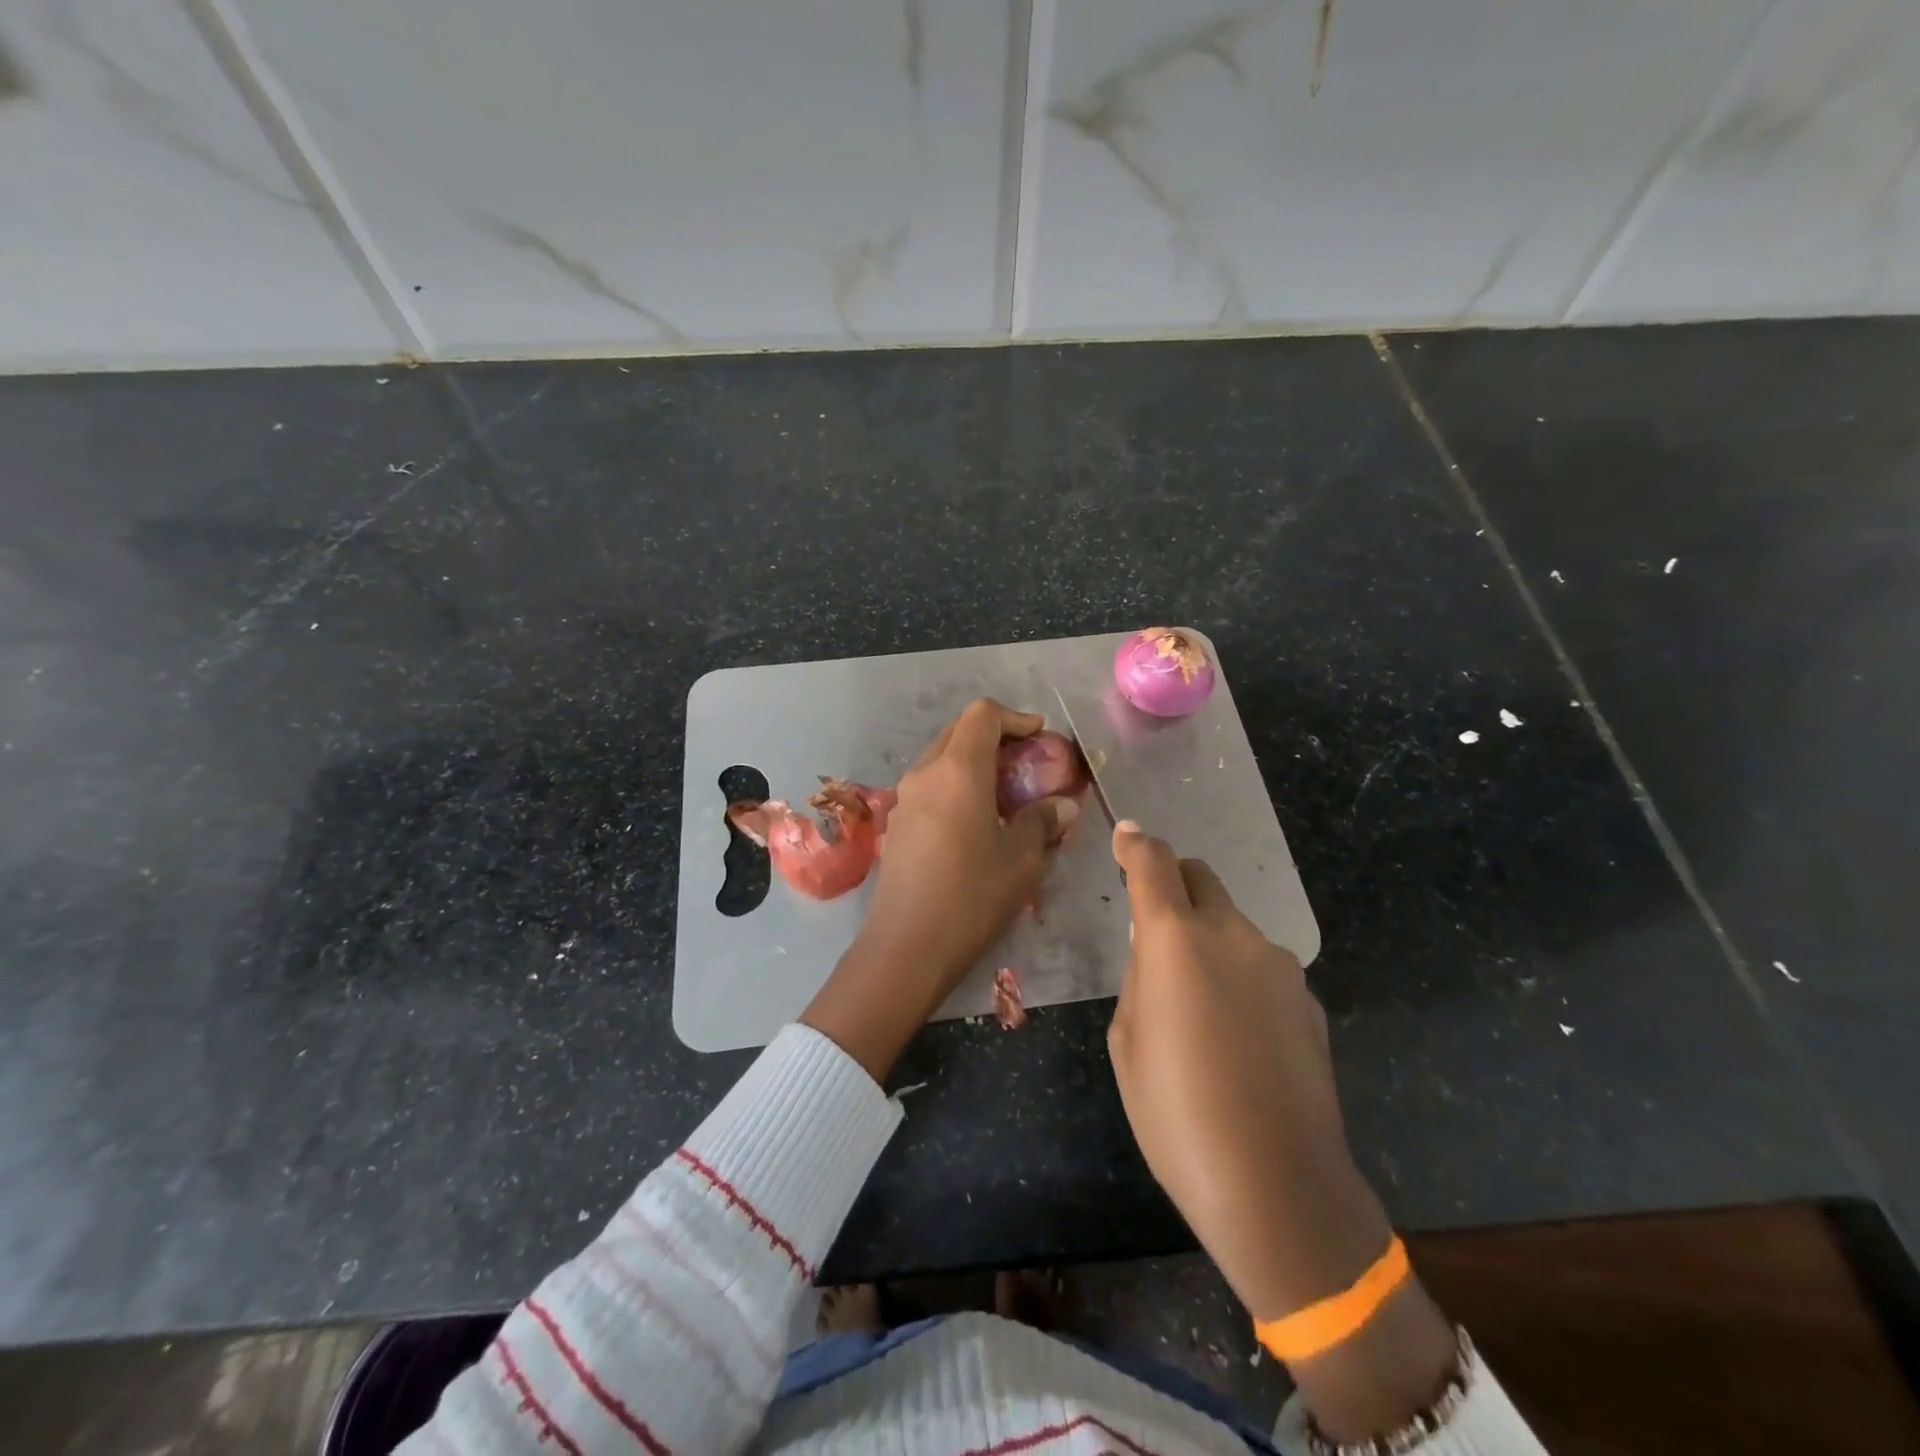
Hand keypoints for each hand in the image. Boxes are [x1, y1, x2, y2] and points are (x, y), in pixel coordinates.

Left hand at [801, 700, 1079, 1081]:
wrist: (906, 947)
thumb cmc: (971, 897)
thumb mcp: (1022, 860)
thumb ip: (1043, 822)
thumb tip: (1062, 805)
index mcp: (958, 770)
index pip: (983, 714)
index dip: (1015, 717)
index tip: (1040, 738)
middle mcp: (925, 773)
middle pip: (959, 731)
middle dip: (995, 737)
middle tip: (1026, 764)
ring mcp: (904, 798)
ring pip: (941, 758)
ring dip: (974, 762)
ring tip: (1005, 795)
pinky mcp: (896, 823)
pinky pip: (930, 786)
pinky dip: (955, 786)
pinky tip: (975, 822)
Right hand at [1108, 822, 1454, 1440]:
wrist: (1278, 1185)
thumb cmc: (1177, 1114)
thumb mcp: (1127, 1042)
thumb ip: (1140, 979)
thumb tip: (1155, 953)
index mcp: (1175, 940)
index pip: (1153, 863)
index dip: (1135, 844)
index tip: (1125, 837)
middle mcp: (1231, 934)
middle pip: (1200, 878)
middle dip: (1174, 886)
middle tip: (1156, 932)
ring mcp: (1277, 965)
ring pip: (1232, 925)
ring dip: (1208, 939)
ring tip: (1199, 1005)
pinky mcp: (1307, 998)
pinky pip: (1261, 965)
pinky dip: (1240, 975)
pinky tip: (1238, 1035)